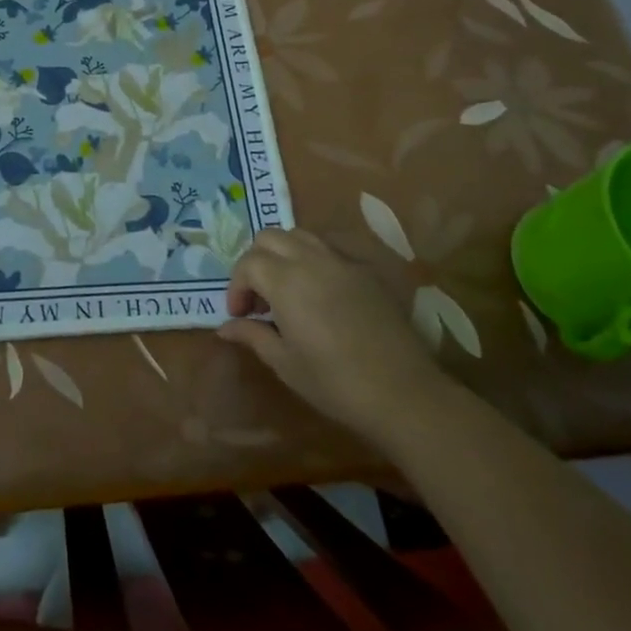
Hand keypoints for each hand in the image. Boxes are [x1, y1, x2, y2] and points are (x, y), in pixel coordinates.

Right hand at [219, 228, 453, 447]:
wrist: (404, 394)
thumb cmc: (335, 383)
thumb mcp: (285, 364)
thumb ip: (253, 336)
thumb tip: (225, 326)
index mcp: (286, 281)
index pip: (248, 263)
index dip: (237, 286)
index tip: (240, 314)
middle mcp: (311, 260)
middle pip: (270, 237)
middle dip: (255, 261)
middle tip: (258, 297)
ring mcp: (341, 262)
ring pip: (300, 235)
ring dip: (283, 253)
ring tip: (285, 287)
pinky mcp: (365, 272)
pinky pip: (329, 249)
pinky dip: (312, 258)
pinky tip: (318, 291)